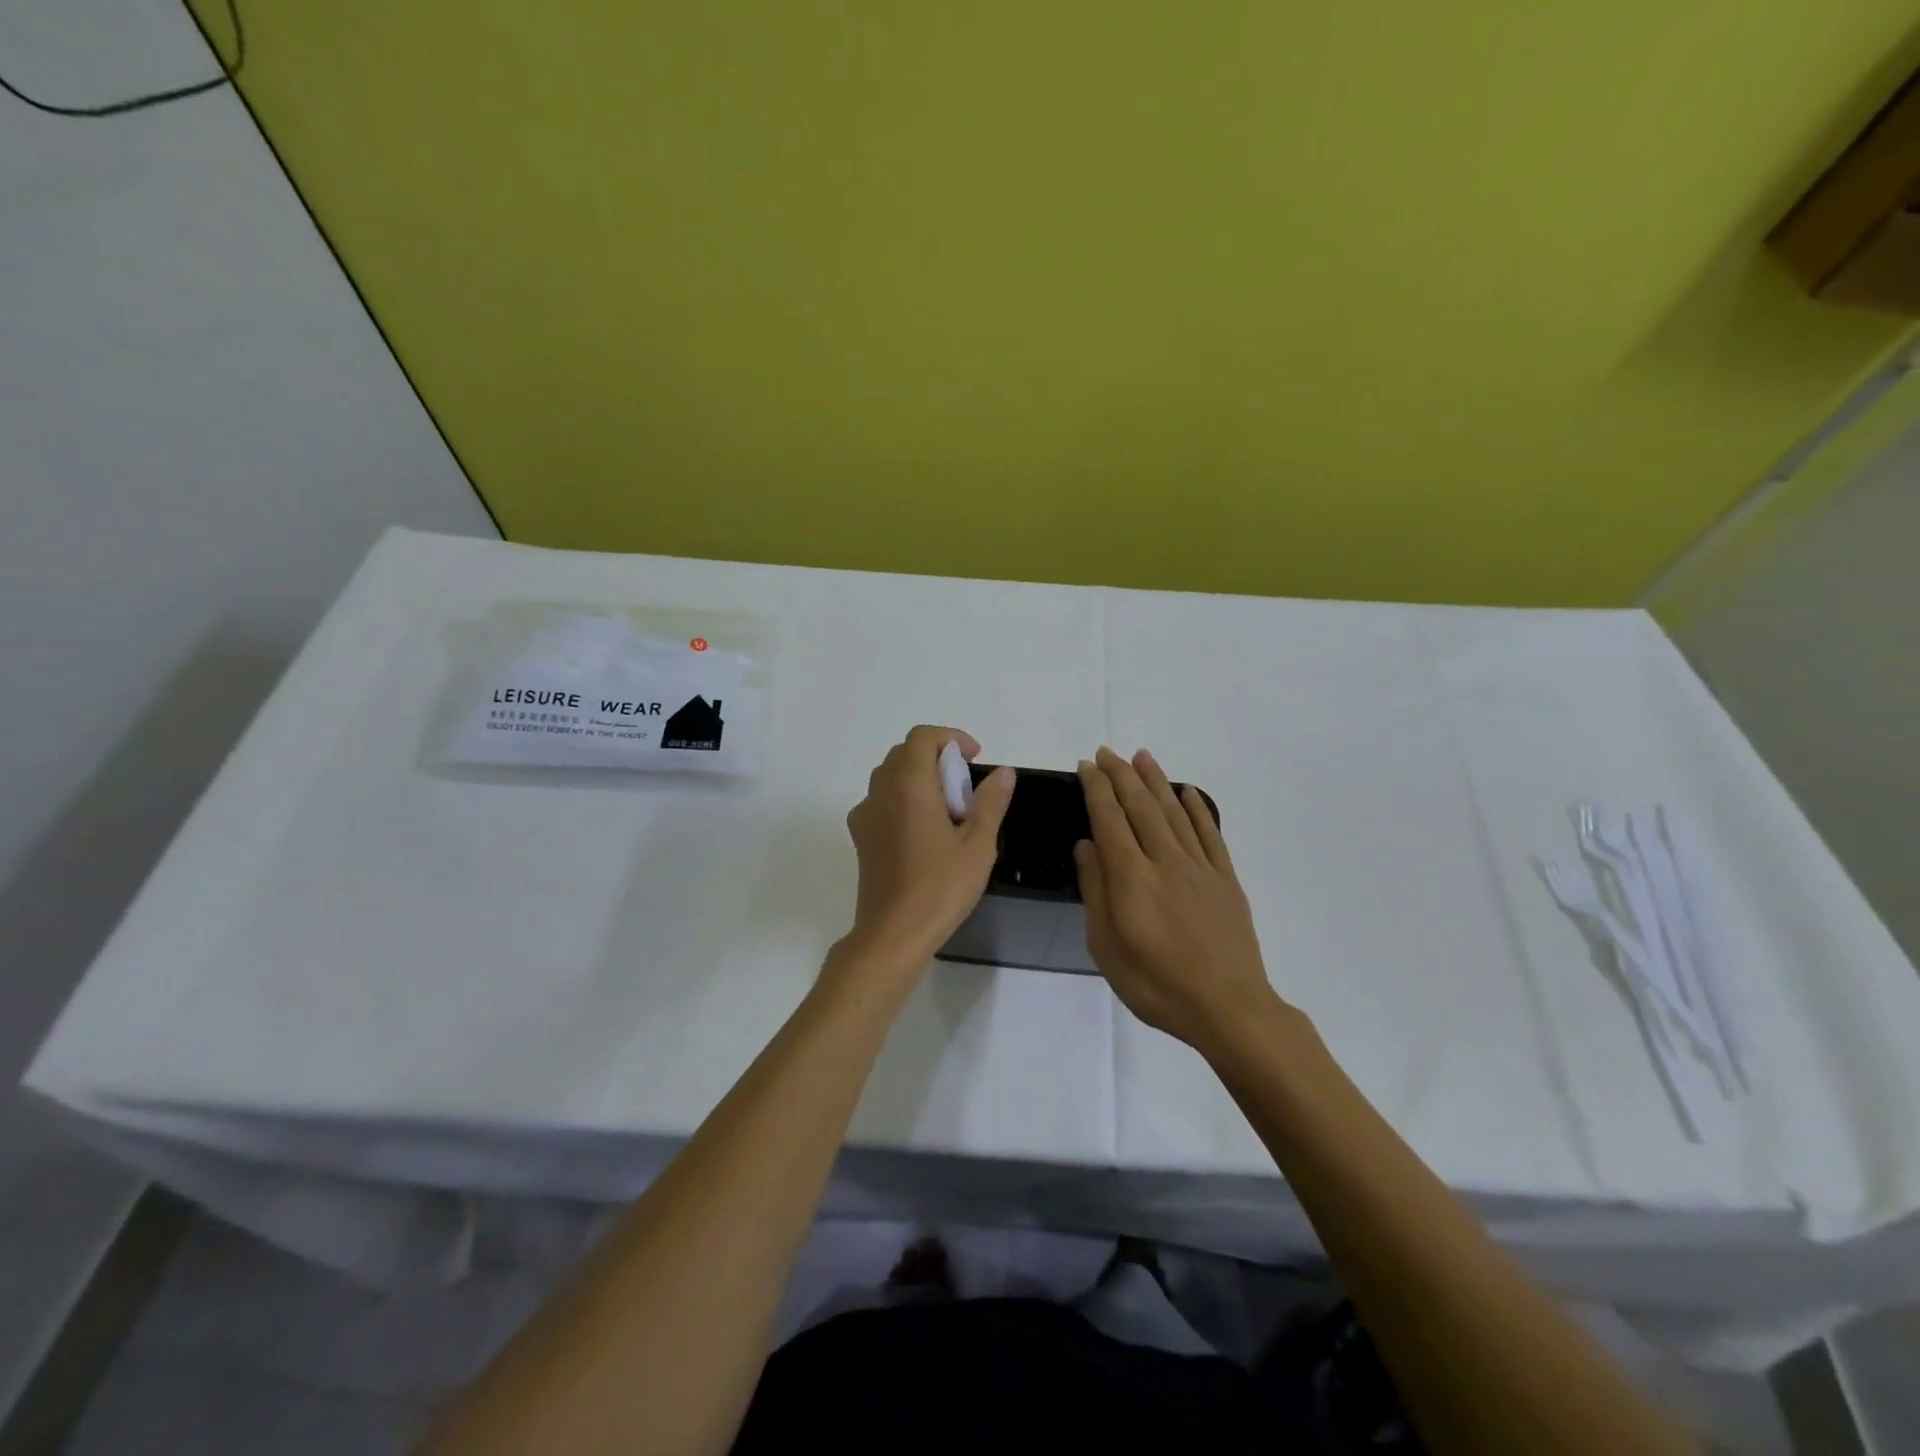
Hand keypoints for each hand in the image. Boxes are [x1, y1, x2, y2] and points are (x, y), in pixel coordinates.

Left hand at [841, 726, 1015, 970]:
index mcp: (908, 784)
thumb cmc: (940, 887)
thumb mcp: (978, 845)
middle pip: (905, 754)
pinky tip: (926, 833)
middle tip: (966, 787)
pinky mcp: (860, 837)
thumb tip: (1003, 772)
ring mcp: (865, 814)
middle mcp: (880, 791)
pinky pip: (882, 802)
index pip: (922, 737)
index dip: (951, 739)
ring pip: (891, 777)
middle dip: (937, 758)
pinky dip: (905, 800)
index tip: (975, 759)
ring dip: (920, 779)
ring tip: (949, 811)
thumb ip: (990, 802)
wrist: (892, 934)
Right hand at [1075, 747, 1280, 1052]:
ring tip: (1142, 756)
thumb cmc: (1157, 984)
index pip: (1109, 819)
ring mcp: (1200, 867)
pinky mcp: (1226, 879)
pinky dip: (1196, 809)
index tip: (1086, 766)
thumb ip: (1095, 891)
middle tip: (1107, 752)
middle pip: (1140, 806)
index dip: (1096, 789)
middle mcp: (1165, 861)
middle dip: (1121, 775)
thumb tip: (1087, 846)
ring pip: (1174, 812)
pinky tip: (1186, 792)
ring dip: (1156, 781)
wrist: (1228, 1008)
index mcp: (1131, 878)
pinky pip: (1210, 834)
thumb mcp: (1107, 947)